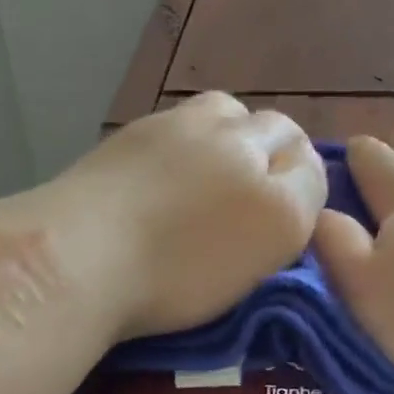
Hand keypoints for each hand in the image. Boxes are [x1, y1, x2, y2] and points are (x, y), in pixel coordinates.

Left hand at [56, 93, 326, 338]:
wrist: (79, 256)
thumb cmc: (172, 280)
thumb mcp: (250, 276)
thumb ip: (283, 228)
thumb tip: (287, 195)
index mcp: (278, 197)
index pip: (314, 170)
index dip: (305, 189)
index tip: (285, 218)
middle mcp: (242, 146)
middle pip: (278, 129)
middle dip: (277, 153)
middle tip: (253, 194)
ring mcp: (184, 127)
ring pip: (231, 113)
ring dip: (235, 135)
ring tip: (214, 174)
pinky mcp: (139, 127)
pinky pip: (183, 121)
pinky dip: (191, 139)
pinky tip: (170, 173)